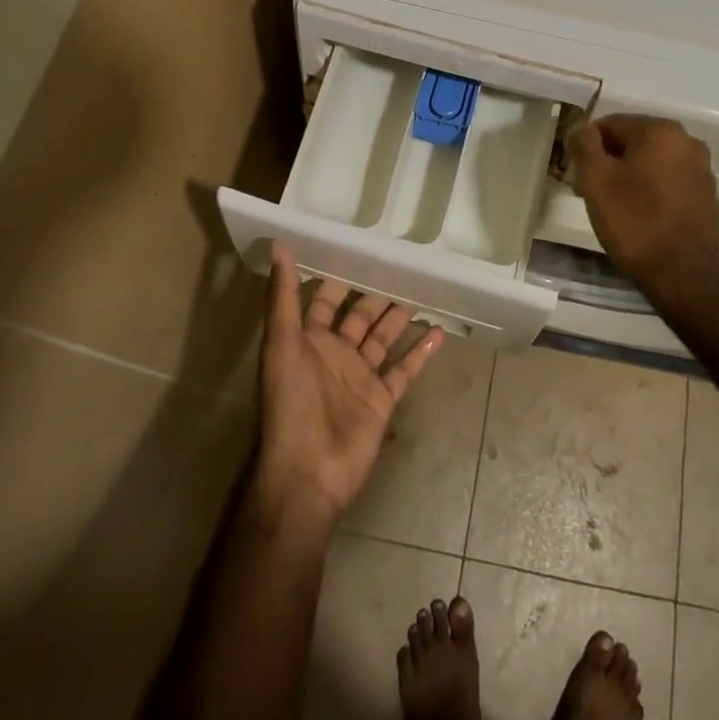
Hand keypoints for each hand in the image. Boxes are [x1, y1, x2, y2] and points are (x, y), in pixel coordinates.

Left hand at [251, 248, 442, 528]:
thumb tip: (279, 246)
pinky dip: (421, 352)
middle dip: (376, 292)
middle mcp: (336, 354)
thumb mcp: (282, 345)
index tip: (360, 247)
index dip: (339, 275)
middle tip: (401, 264)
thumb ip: (283, 298)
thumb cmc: (291, 405)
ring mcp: (360, 377)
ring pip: (384, 338)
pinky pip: (405, 370)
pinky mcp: (382, 399)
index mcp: (309, 340)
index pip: (325, 299)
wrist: (308, 473)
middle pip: (360, 316)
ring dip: (399, 317)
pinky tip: (439, 332)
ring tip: (422, 289)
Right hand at [568, 115, 718, 300]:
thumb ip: (584, 144)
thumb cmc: (634, 222)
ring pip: (653, 163)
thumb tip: (582, 128)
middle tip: (591, 192)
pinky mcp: (708, 197)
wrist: (682, 276)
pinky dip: (652, 192)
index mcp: (661, 131)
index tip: (578, 175)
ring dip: (631, 176)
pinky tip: (641, 217)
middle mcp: (688, 142)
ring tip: (615, 208)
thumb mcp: (596, 180)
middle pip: (634, 142)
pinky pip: (670, 183)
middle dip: (610, 162)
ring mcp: (702, 170)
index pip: (611, 124)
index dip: (588, 148)